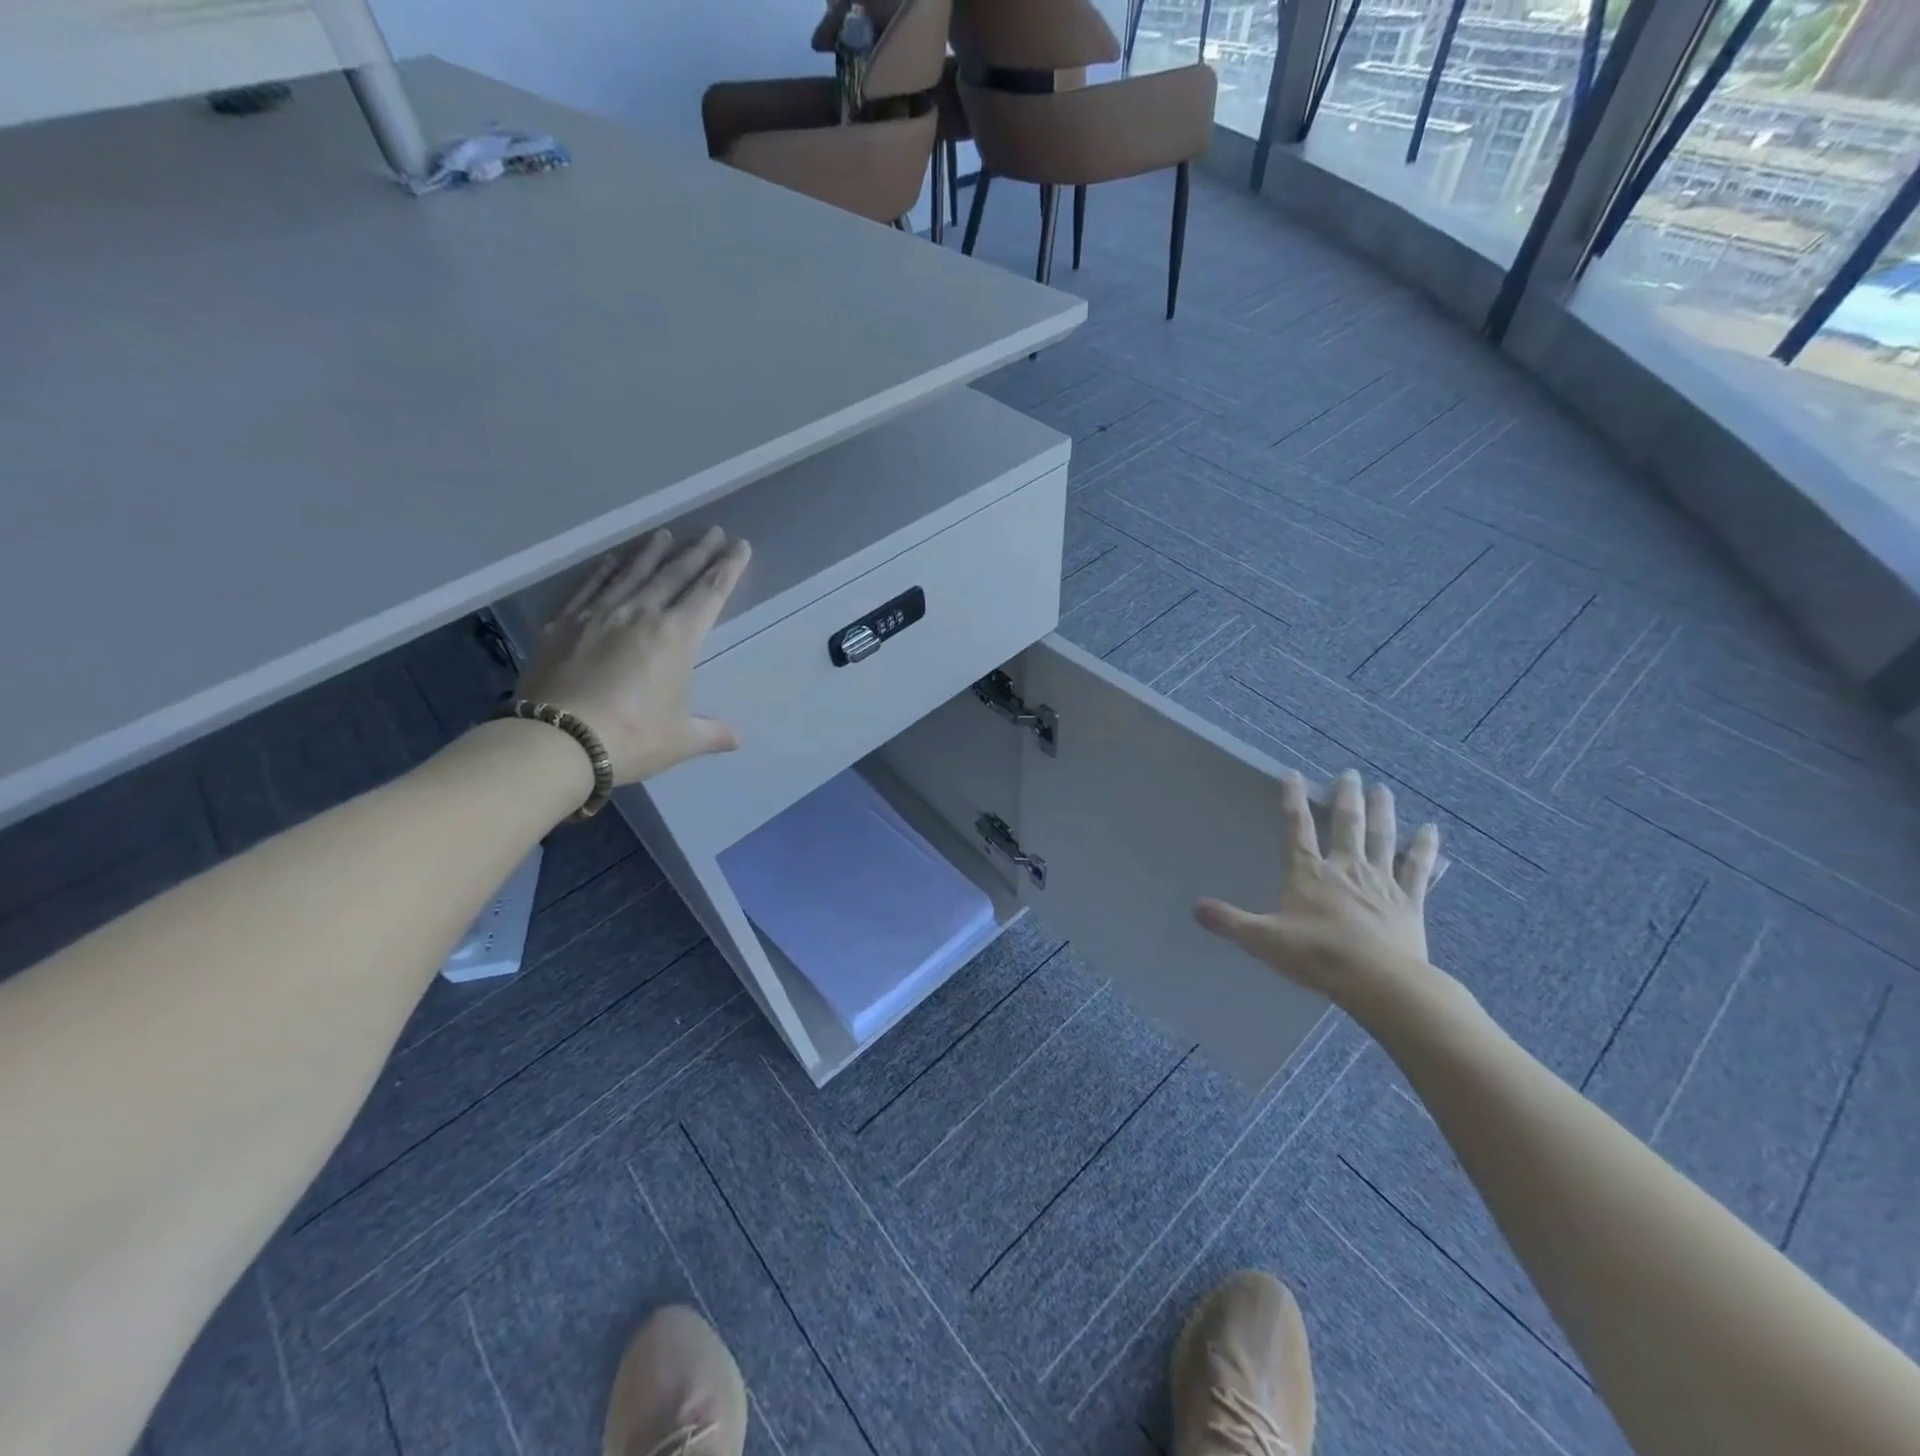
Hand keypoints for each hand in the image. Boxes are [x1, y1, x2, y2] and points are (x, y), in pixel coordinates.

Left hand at [515, 527, 750, 783]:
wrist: (557, 741)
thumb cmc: (632, 738)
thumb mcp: (681, 740)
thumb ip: (712, 733)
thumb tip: (737, 737)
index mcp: (678, 638)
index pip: (710, 593)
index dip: (728, 568)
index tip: (739, 546)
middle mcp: (642, 614)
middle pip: (675, 574)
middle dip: (698, 552)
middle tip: (713, 531)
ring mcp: (600, 615)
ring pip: (633, 573)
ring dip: (652, 552)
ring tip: (665, 534)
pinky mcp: (565, 624)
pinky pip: (591, 588)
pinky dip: (605, 572)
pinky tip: (614, 560)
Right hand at [1195, 769, 1441, 1007]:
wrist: (1379, 982)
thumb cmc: (1317, 956)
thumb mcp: (1263, 940)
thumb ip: (1230, 921)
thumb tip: (1196, 907)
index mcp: (1308, 873)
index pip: (1296, 828)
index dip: (1292, 799)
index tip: (1292, 774)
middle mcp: (1345, 868)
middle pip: (1347, 823)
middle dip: (1346, 797)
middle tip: (1350, 774)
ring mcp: (1381, 882)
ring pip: (1382, 837)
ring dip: (1383, 810)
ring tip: (1383, 789)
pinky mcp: (1409, 901)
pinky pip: (1417, 868)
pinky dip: (1424, 848)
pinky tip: (1430, 831)